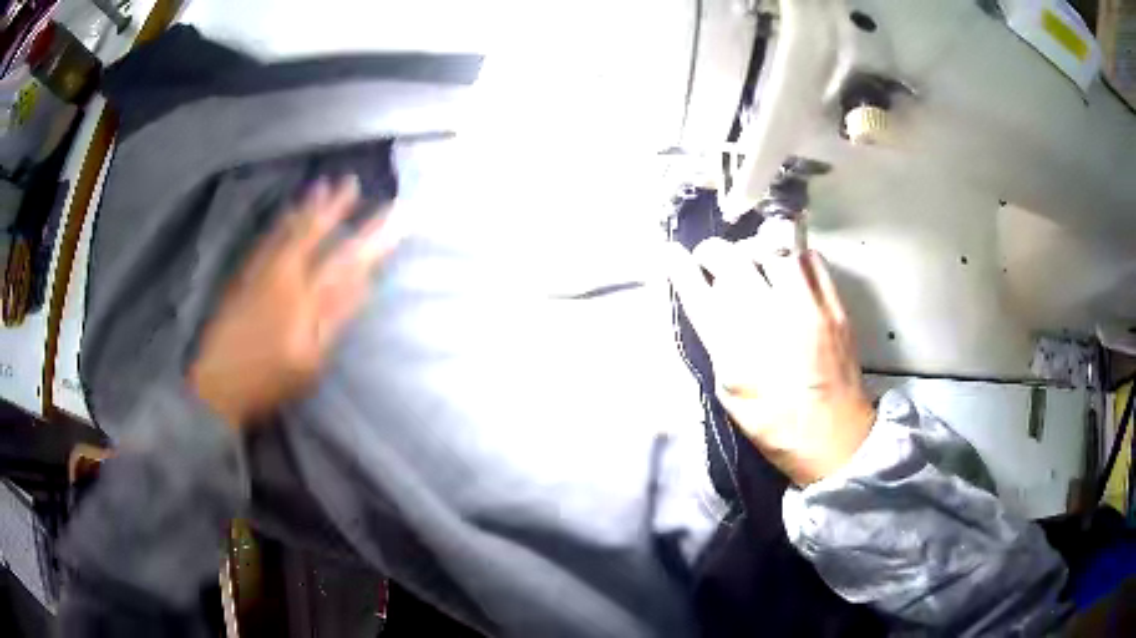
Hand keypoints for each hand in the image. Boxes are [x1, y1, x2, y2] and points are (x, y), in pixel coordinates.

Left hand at [189, 176, 399, 429]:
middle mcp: (284, 277)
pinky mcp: (244, 278)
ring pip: (289, 233)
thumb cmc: (269, 379)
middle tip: (351, 181)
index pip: (345, 259)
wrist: (218, 383)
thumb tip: (364, 283)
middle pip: (314, 236)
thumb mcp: (311, 359)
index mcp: (305, 298)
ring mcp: (261, 274)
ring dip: (308, 208)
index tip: (393, 213)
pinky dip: (280, 224)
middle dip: (336, 208)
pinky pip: (266, 241)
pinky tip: (287, 214)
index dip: (371, 236)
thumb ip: (336, 317)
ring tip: (322, 185)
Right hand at [666, 235, 874, 485]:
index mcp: (733, 351)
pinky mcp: (833, 307)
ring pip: (772, 251)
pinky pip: (811, 260)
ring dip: (755, 252)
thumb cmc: (776, 425)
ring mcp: (805, 311)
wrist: (833, 438)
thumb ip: (719, 345)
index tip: (673, 254)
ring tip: (754, 263)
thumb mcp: (730, 393)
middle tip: (712, 258)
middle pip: (732, 261)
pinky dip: (795, 257)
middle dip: (714, 252)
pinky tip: (790, 269)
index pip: (697, 294)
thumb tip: (712, 305)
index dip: (680, 269)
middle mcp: (766, 322)